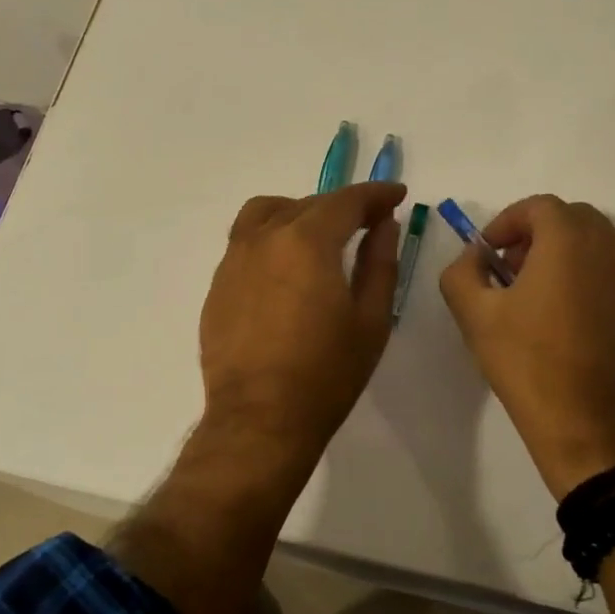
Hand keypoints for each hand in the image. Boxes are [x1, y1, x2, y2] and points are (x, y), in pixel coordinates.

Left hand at [198, 182, 407, 451]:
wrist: (259, 419)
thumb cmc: (325, 374)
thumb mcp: (370, 319)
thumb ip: (379, 263)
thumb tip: (384, 225)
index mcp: (306, 241)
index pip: (345, 201)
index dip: (375, 194)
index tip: (396, 196)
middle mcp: (264, 238)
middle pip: (306, 204)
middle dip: (341, 207)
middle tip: (367, 223)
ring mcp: (233, 260)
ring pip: (266, 214)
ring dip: (298, 214)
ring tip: (319, 237)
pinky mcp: (218, 285)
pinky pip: (246, 242)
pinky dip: (271, 239)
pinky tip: (286, 271)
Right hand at [440, 195, 614, 497]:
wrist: (596, 428)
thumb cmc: (529, 363)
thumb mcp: (474, 314)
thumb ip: (462, 271)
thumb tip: (475, 256)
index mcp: (570, 240)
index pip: (539, 207)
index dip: (507, 222)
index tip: (489, 253)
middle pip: (574, 221)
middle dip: (539, 237)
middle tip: (513, 271)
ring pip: (603, 249)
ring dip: (570, 259)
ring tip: (544, 299)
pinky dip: (596, 287)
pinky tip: (576, 327)